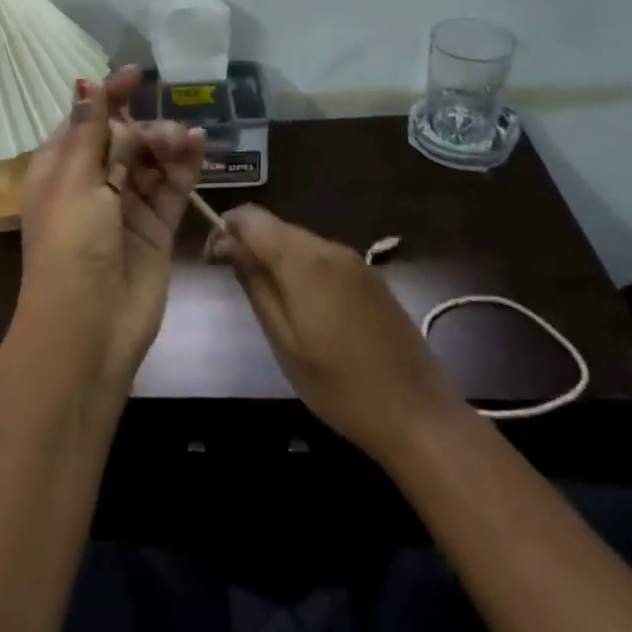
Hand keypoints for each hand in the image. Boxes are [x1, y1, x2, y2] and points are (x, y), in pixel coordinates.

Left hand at [17, 67, 206, 392]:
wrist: (89, 325)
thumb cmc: (70, 243)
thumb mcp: (73, 179)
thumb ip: (89, 130)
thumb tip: (86, 83)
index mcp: (59, 169)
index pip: (87, 121)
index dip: (110, 97)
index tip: (137, 75)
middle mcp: (91, 184)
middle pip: (122, 139)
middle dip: (144, 128)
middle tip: (165, 135)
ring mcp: (125, 206)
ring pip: (150, 161)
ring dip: (168, 144)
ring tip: (185, 140)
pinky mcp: (155, 228)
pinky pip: (171, 188)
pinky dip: (185, 167)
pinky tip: (199, 147)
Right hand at [205, 206, 464, 459]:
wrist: (417, 414)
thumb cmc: (338, 385)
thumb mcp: (282, 340)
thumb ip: (254, 283)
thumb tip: (227, 244)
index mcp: (304, 260)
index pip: (251, 217)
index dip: (225, 229)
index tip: (213, 262)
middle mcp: (330, 248)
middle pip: (276, 227)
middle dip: (249, 244)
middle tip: (235, 282)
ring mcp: (355, 261)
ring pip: (300, 242)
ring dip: (276, 258)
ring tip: (268, 300)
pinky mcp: (371, 278)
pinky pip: (324, 258)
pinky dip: (302, 269)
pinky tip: (305, 307)